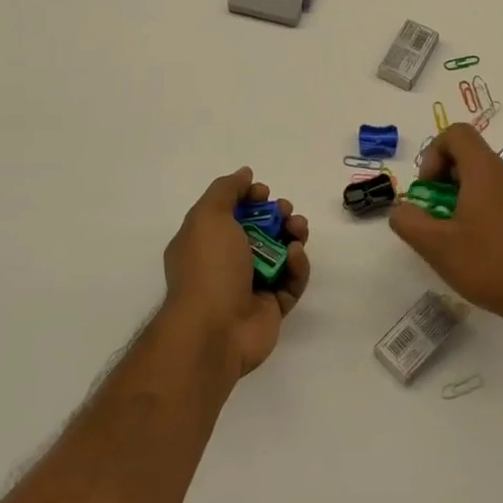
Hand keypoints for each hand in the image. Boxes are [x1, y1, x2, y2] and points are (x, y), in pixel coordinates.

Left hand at [162, 168, 310, 378]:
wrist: (214, 329)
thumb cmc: (208, 267)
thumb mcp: (208, 216)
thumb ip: (227, 189)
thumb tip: (245, 173)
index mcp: (205, 242)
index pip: (231, 213)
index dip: (250, 198)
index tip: (263, 193)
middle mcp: (226, 264)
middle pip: (260, 231)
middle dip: (277, 215)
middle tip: (286, 212)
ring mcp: (250, 287)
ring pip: (280, 254)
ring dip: (293, 236)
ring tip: (297, 230)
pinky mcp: (273, 307)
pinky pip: (292, 281)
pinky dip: (297, 266)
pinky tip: (294, 257)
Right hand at [387, 124, 502, 334]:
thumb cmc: (487, 264)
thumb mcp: (436, 246)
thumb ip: (408, 221)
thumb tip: (402, 209)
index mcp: (485, 170)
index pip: (455, 133)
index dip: (433, 153)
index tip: (428, 188)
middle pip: (467, 154)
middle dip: (441, 178)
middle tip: (433, 213)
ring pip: (480, 175)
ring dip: (457, 194)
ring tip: (450, 231)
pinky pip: (495, 192)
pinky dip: (476, 204)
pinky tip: (472, 241)